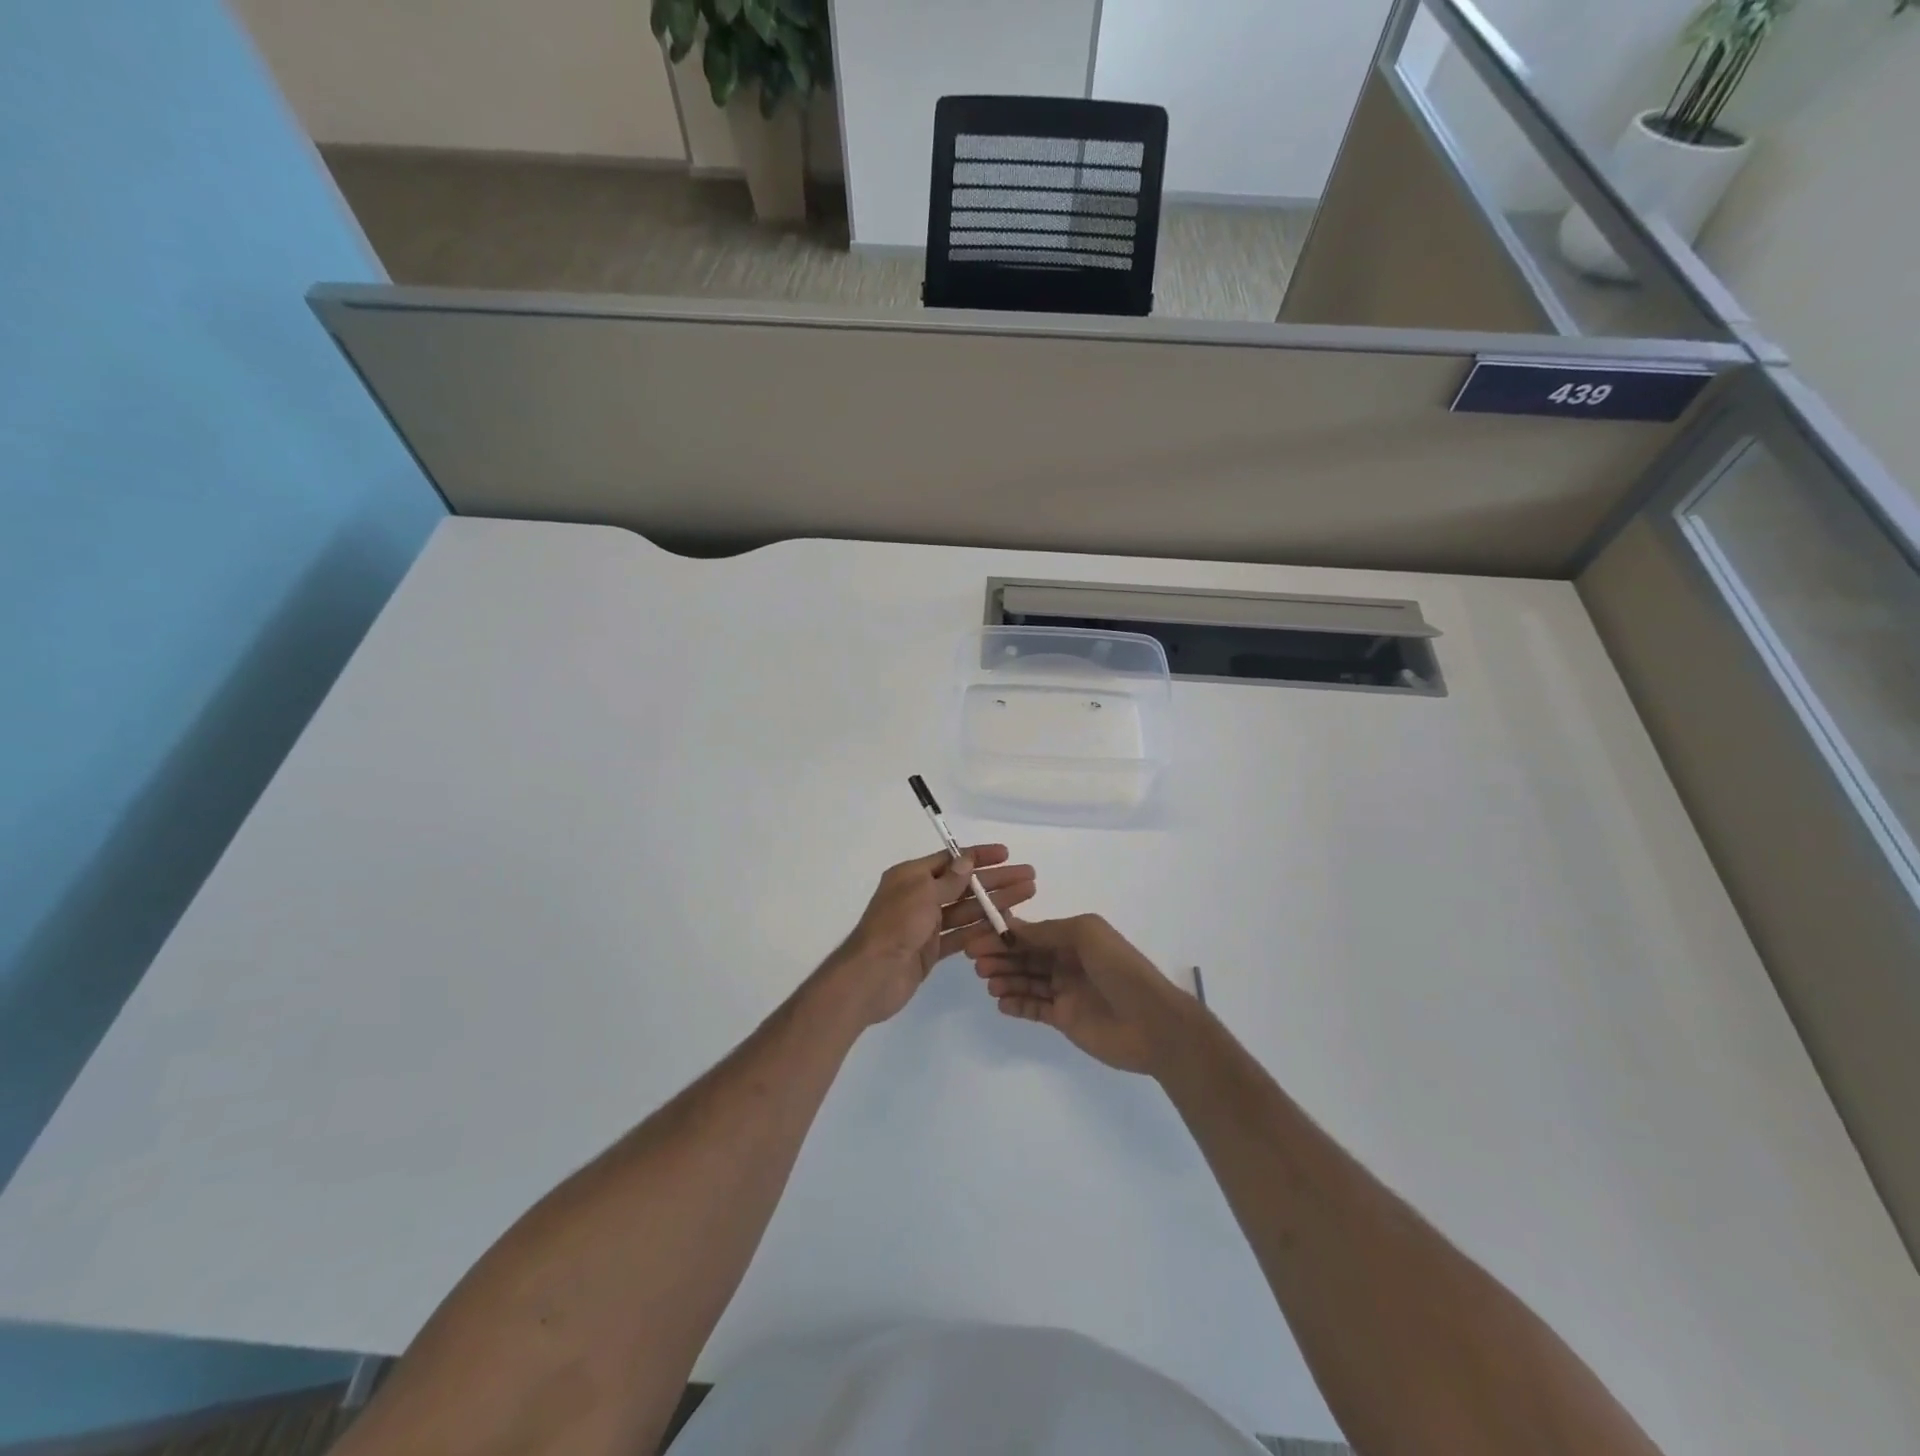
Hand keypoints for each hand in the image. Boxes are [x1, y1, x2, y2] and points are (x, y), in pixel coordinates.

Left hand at [829, 846, 1035, 1027]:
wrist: (872, 976)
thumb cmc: (895, 926)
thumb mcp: (922, 894)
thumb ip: (948, 880)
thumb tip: (966, 861)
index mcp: (912, 876)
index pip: (951, 860)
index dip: (979, 857)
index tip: (1007, 854)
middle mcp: (919, 896)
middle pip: (964, 885)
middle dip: (996, 880)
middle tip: (1029, 878)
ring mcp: (926, 925)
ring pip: (967, 910)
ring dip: (994, 903)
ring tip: (1026, 896)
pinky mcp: (932, 950)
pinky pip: (961, 935)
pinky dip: (982, 930)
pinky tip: (1007, 926)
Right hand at [961, 914, 1191, 1074]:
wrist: (1153, 1023)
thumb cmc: (1120, 969)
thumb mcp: (1086, 935)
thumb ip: (1047, 931)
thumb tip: (1012, 928)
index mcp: (1075, 938)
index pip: (1032, 932)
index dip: (1005, 934)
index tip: (978, 936)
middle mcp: (1068, 962)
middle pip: (1025, 956)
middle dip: (1000, 956)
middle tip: (976, 962)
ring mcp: (1066, 991)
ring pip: (1026, 981)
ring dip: (1005, 978)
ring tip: (987, 981)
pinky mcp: (1064, 1019)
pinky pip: (1034, 1008)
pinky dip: (1016, 1003)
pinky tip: (1000, 1001)